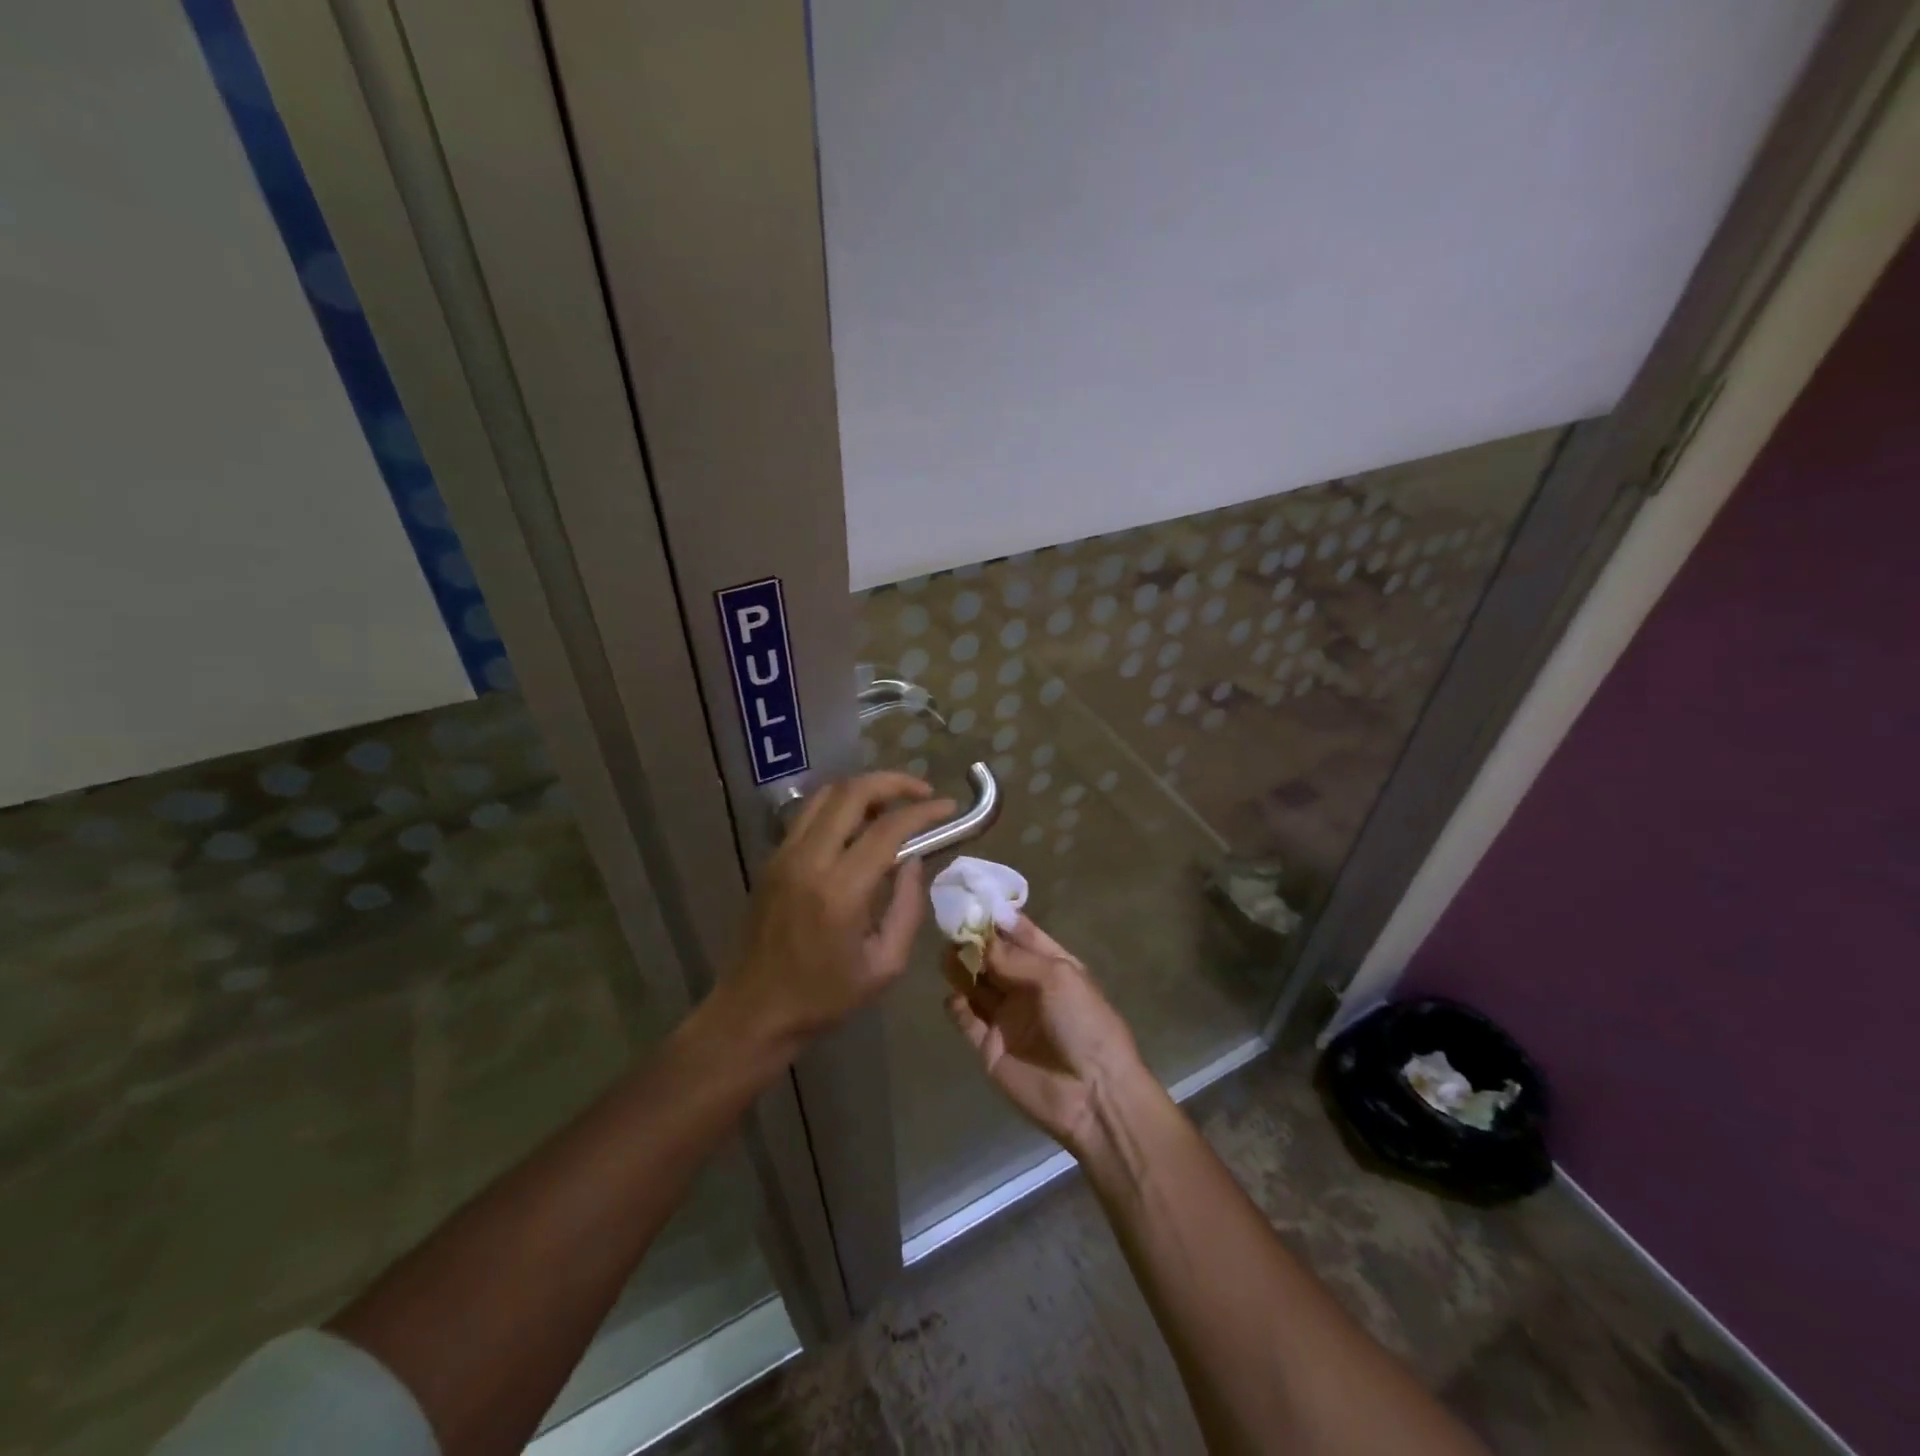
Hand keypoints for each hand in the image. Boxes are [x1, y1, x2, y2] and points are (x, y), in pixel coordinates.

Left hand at [728, 772, 954, 1046]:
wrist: (754, 1011)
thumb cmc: (824, 997)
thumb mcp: (884, 965)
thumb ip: (907, 907)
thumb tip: (914, 861)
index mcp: (840, 891)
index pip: (887, 829)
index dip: (923, 812)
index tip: (947, 807)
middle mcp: (808, 860)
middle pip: (851, 793)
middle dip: (893, 783)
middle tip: (922, 792)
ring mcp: (783, 855)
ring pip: (826, 795)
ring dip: (864, 788)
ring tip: (893, 803)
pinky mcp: (771, 859)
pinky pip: (809, 814)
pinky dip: (839, 806)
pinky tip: (859, 823)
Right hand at [945, 917, 1148, 1155]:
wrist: (1093, 1096)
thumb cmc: (1084, 1024)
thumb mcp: (1057, 977)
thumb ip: (1014, 957)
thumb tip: (979, 938)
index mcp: (1052, 966)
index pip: (1021, 934)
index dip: (998, 919)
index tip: (972, 898)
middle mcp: (1027, 988)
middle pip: (994, 958)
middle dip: (973, 941)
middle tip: (950, 926)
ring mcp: (1008, 1018)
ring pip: (976, 985)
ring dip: (961, 968)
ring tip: (946, 954)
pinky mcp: (990, 1047)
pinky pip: (967, 1020)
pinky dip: (956, 1006)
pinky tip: (952, 996)